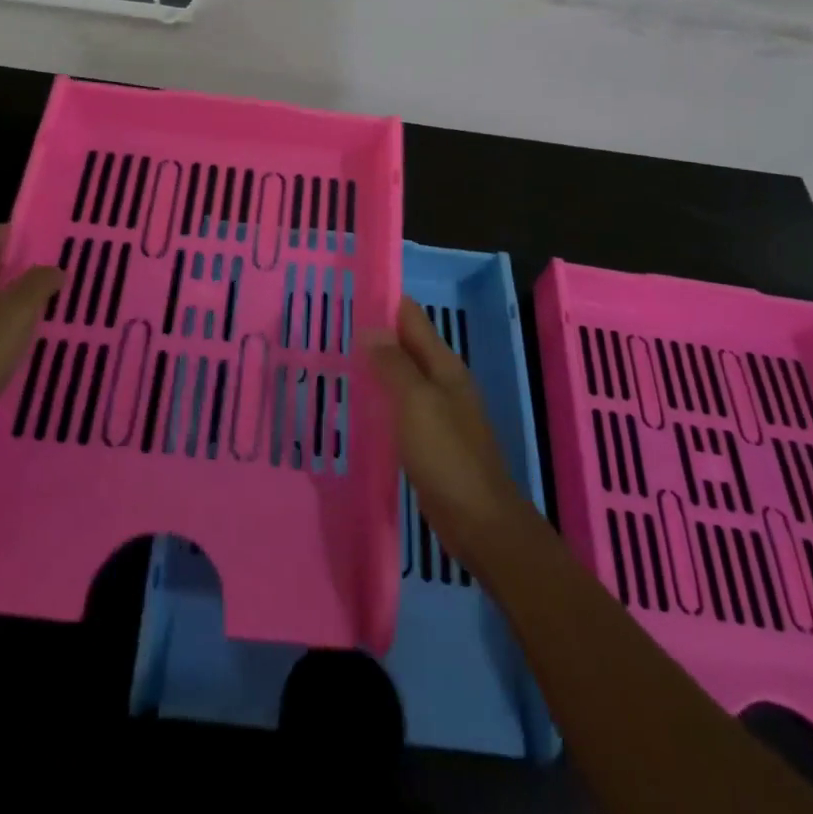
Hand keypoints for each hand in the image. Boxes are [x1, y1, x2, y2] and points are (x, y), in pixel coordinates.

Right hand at [365, 297, 532, 571]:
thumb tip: (371, 329)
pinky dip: (382, 399)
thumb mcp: (416, 403)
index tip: (350, 291)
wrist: (480, 522)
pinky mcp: (431, 442)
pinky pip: (401, 408)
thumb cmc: (447, 456)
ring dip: (377, 366)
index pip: (412, 318)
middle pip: (407, 345)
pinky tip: (359, 405)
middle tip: (332, 326)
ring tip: (338, 359)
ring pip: (403, 377)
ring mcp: (439, 413)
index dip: (384, 301)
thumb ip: (394, 365)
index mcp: (444, 365)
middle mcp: (443, 382)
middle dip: (376, 333)